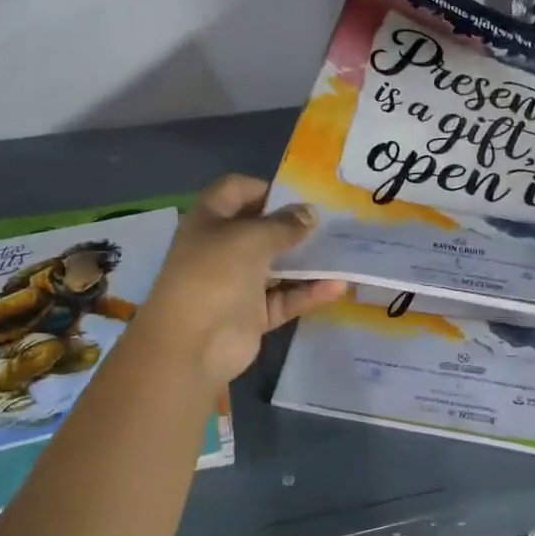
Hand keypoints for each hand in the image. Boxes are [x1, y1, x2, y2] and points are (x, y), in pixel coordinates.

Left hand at [136, 175, 346, 387]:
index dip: (265, 188)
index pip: (235, 190)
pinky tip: (338, 286)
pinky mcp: (252, 314)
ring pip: (276, 266)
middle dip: (293, 225)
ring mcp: (237, 283)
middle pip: (260, 229)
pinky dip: (308, 293)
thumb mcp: (250, 239)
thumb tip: (310, 213)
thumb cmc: (214, 276)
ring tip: (343, 252)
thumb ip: (284, 225)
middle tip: (332, 222)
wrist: (191, 346)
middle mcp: (221, 248)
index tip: (300, 195)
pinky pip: (285, 299)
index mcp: (209, 221)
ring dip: (306, 261)